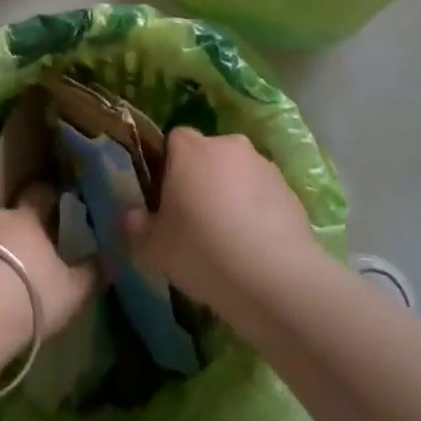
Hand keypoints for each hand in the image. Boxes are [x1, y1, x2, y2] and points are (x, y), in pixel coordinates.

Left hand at [0, 183, 97, 339]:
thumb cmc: (28, 295)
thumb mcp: (71, 291)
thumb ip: (90, 273)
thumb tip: (109, 259)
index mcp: (26, 217)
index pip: (40, 194)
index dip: (47, 196)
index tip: (54, 199)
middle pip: (4, 215)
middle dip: (12, 229)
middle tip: (21, 251)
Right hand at [125, 127, 318, 313]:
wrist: (276, 278)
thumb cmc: (202, 251)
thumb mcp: (154, 247)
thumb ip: (136, 226)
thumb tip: (131, 215)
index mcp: (190, 148)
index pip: (173, 141)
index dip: (168, 168)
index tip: (168, 201)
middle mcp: (228, 144)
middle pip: (208, 156)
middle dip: (202, 180)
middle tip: (196, 222)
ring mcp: (263, 165)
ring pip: (238, 175)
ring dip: (232, 195)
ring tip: (230, 241)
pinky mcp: (290, 190)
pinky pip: (264, 196)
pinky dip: (258, 213)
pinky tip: (255, 248)